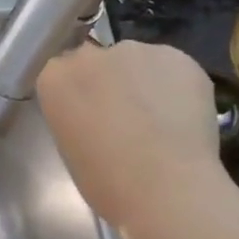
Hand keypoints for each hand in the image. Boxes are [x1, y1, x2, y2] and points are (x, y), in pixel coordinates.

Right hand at [36, 42, 226, 229]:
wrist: (165, 188)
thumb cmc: (106, 181)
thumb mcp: (70, 147)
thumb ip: (77, 116)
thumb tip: (98, 113)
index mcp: (55, 78)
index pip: (62, 74)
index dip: (79, 96)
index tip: (89, 117)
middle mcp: (90, 55)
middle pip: (97, 62)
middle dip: (108, 83)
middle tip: (124, 117)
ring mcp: (136, 51)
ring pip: (137, 63)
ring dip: (142, 83)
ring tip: (160, 120)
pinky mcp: (178, 57)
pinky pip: (172, 68)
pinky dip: (176, 87)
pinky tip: (183, 118)